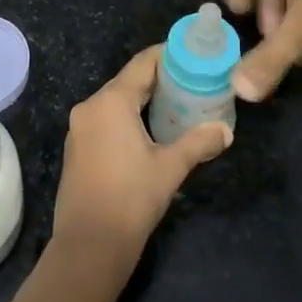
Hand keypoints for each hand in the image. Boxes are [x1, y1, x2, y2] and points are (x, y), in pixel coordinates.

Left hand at [51, 46, 232, 264]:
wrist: (89, 246)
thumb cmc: (131, 199)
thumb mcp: (170, 168)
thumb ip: (199, 142)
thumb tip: (225, 130)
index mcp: (110, 101)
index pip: (142, 64)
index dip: (168, 56)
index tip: (193, 56)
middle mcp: (90, 106)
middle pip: (129, 81)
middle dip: (160, 80)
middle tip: (192, 82)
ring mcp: (79, 128)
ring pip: (116, 101)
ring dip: (144, 101)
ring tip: (177, 105)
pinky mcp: (77, 148)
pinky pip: (106, 120)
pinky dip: (128, 118)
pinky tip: (151, 131)